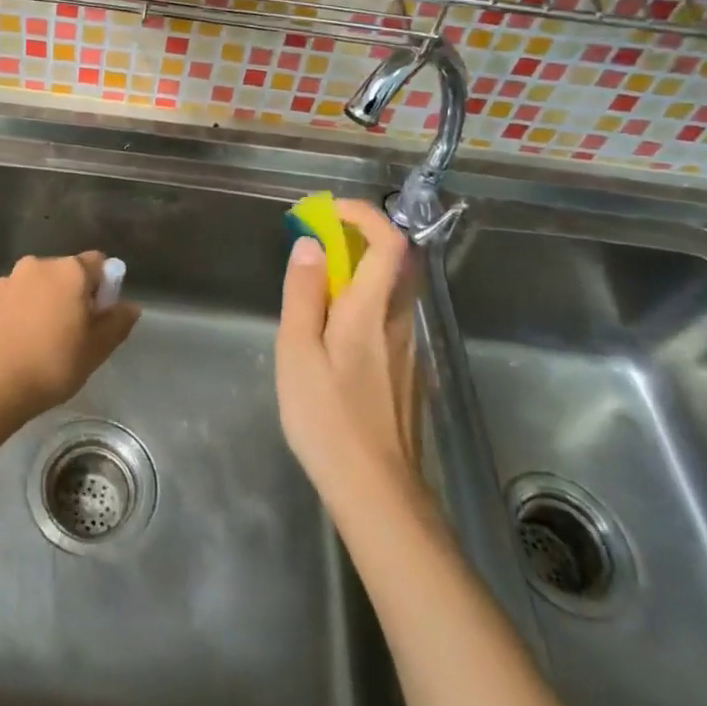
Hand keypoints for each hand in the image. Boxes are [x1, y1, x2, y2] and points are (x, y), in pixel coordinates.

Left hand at [0, 252, 139, 421]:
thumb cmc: (52, 364)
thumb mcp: (97, 349)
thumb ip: (118, 323)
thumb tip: (130, 306)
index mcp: (69, 271)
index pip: (98, 262)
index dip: (104, 286)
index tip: (98, 315)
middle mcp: (36, 266)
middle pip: (64, 273)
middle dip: (70, 294)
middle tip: (71, 332)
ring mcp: (5, 281)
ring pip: (34, 286)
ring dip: (41, 303)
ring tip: (39, 342)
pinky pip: (10, 302)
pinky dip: (16, 315)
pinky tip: (14, 346)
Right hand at [276, 200, 423, 506]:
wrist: (379, 494)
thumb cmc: (329, 418)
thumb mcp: (298, 352)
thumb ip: (304, 294)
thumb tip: (312, 245)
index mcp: (371, 310)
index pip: (388, 242)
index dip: (363, 215)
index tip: (326, 211)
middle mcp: (398, 322)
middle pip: (392, 264)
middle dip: (355, 241)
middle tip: (314, 248)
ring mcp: (408, 352)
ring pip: (388, 295)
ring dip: (355, 276)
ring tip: (312, 297)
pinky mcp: (408, 377)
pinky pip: (385, 323)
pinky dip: (360, 308)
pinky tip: (331, 344)